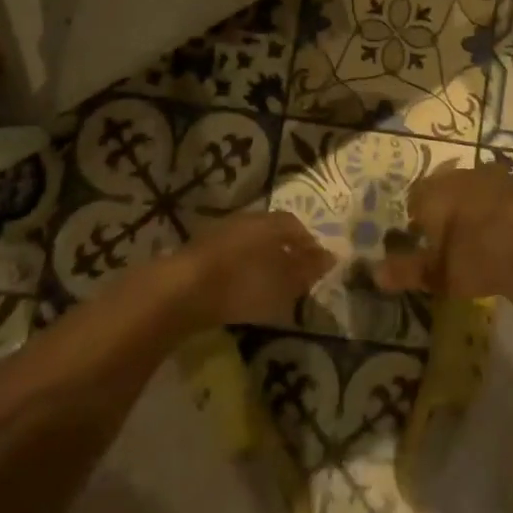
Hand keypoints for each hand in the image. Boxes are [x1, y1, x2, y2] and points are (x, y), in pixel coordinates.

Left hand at [177, 211, 335, 325]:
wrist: (180, 292)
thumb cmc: (241, 284)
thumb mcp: (282, 283)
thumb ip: (307, 269)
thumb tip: (332, 256)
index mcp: (268, 222)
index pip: (294, 225)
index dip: (308, 243)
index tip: (316, 264)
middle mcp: (245, 220)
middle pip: (271, 231)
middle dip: (284, 250)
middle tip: (294, 274)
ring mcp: (219, 233)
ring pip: (249, 242)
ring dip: (261, 259)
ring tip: (268, 284)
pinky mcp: (198, 253)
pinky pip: (230, 255)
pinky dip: (240, 268)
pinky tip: (239, 288)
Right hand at [374, 163, 512, 301]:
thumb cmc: (480, 256)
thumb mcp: (440, 273)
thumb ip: (408, 270)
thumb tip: (375, 273)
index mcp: (436, 190)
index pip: (416, 197)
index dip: (417, 219)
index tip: (424, 242)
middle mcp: (465, 174)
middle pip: (447, 187)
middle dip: (447, 209)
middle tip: (452, 240)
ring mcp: (500, 176)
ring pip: (479, 189)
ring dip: (478, 208)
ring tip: (484, 239)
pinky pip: (509, 196)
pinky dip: (507, 212)